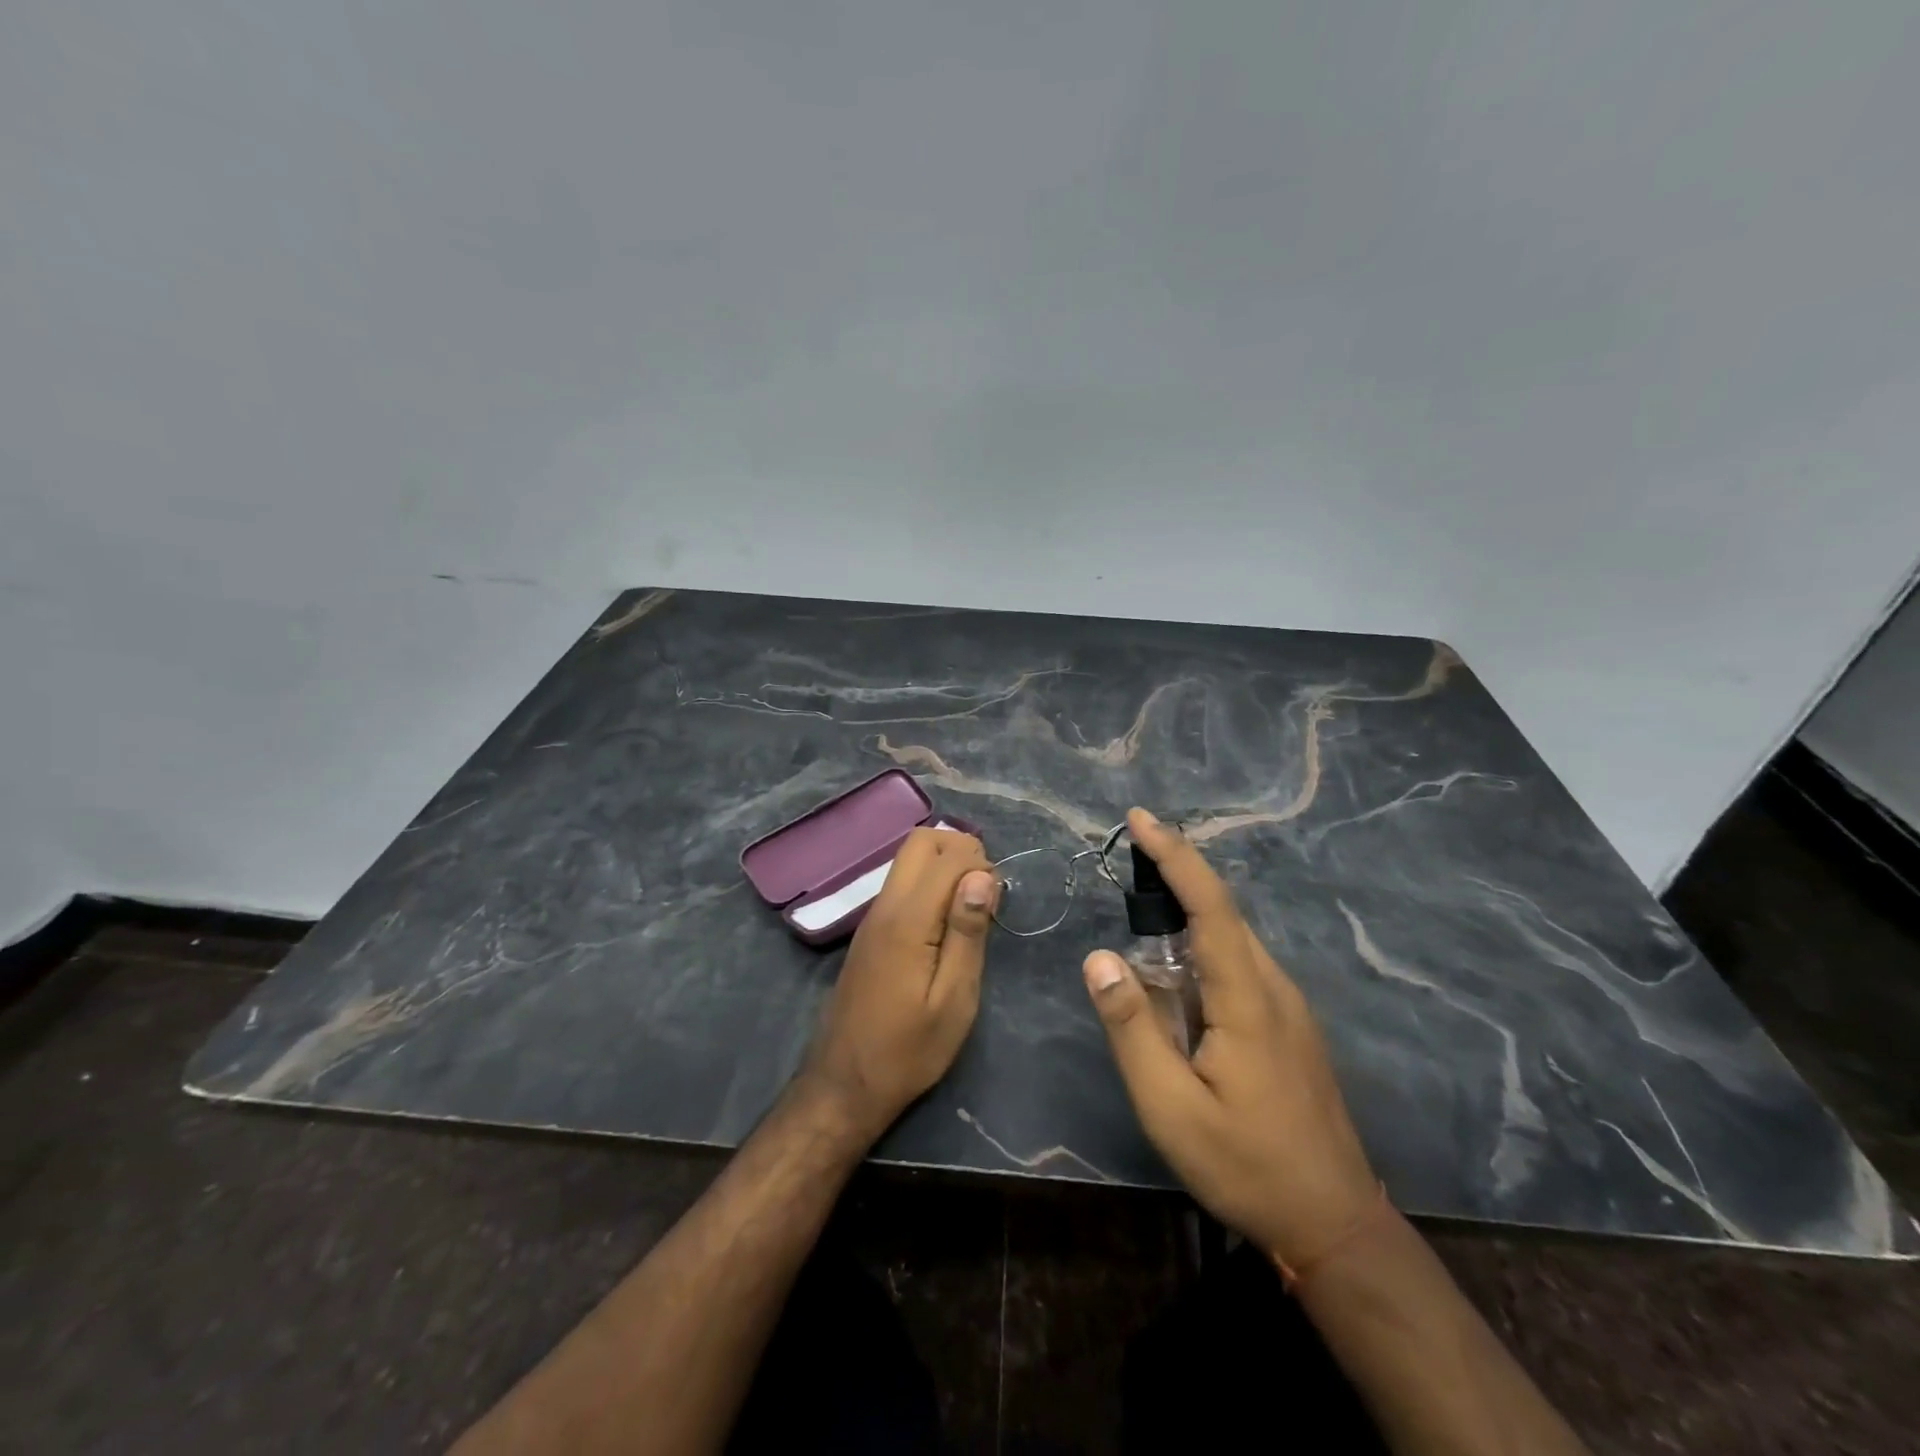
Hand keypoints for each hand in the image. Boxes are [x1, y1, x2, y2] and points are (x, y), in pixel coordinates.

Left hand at [802, 827, 998, 1140]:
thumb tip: (982, 876)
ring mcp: (873, 916)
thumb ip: (967, 932)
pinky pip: (902, 883)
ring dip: (945, 866)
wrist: (845, 1084)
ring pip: (909, 859)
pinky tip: (946, 924)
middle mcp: (885, 905)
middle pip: (921, 841)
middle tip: (985, 893)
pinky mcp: (871, 930)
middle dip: (960, 850)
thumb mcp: (954, 1000)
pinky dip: (929, 884)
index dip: (981, 865)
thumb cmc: (909, 1050)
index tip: (998, 901)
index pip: (947, 856)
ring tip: (970, 910)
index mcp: (907, 920)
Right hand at [1082, 809, 1378, 1270]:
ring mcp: (1287, 1006)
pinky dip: (1200, 950)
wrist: (1333, 1222)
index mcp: (1247, 997)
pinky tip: (1175, 979)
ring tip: (1140, 916)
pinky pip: (1238, 966)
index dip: (1175, 855)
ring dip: (1185, 917)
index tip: (1140, 818)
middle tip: (1126, 861)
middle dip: (1174, 876)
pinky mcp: (1287, 1025)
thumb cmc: (1245, 1164)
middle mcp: (1274, 986)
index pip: (1210, 905)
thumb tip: (1100, 957)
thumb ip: (1132, 1027)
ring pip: (1230, 940)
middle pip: (1222, 913)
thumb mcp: (1170, 1106)